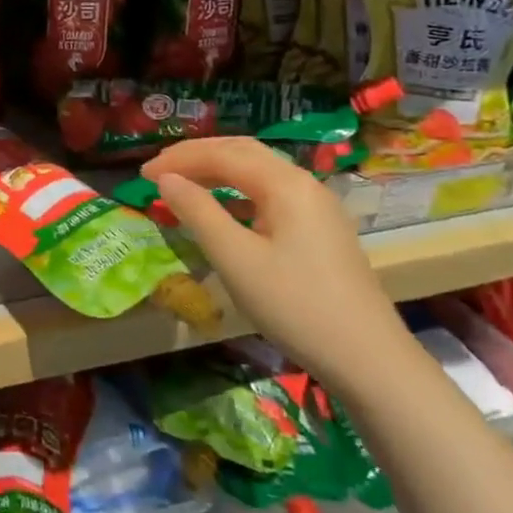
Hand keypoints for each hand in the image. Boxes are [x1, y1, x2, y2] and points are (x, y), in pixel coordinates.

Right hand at [141, 138, 414, 396]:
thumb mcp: (235, 259)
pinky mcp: (321, 229)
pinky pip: (270, 193)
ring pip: (257, 171)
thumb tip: (166, 179)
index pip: (222, 154)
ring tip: (182, 184)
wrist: (370, 360)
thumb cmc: (295, 306)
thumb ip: (197, 212)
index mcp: (285, 184)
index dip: (178, 159)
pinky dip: (237, 191)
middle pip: (242, 152)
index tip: (142, 175)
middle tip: (158, 172)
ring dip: (216, 170)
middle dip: (196, 156)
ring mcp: (317, 206)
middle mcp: (303, 183)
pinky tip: (223, 209)